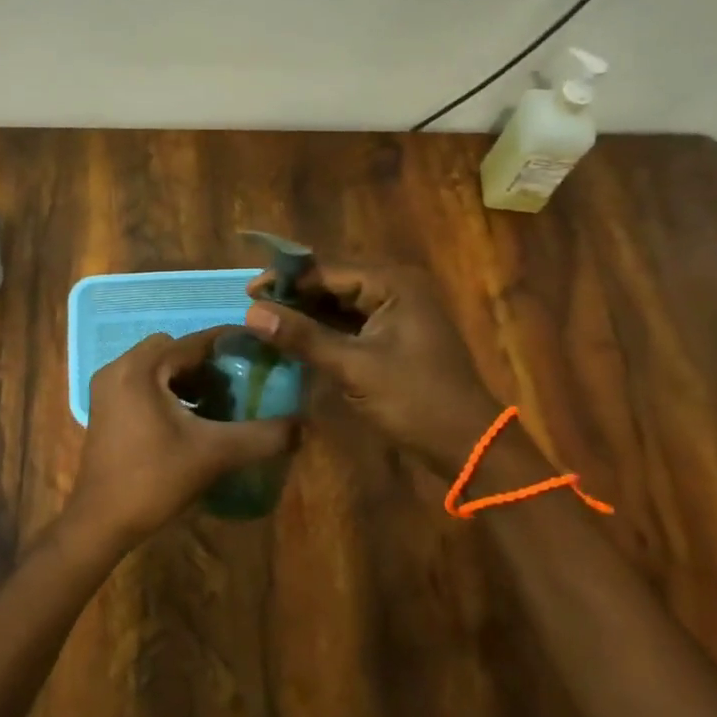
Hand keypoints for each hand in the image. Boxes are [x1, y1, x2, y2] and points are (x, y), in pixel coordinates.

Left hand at [66, 327, 298, 547]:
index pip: (193, 341)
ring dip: (187, 378)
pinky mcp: (105, 409)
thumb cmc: (154, 479)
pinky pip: (142, 384)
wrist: (101, 522)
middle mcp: (119, 368)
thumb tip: (303, 425)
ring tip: (219, 402)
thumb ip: (261, 436)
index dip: (230, 344)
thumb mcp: (215, 454)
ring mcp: (107, 389)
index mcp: (141, 368)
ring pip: (157, 368)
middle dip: (207, 363)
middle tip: (238, 382)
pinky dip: (168, 391)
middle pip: (173, 350)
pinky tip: (191, 419)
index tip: (261, 350)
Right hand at [245, 262, 499, 474]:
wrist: (468, 445)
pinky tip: (295, 339)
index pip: (328, 270)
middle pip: (333, 282)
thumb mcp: (354, 368)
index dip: (287, 280)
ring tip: (266, 323)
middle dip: (294, 295)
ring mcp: (397, 312)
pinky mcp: (394, 336)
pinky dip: (324, 330)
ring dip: (307, 313)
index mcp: (394, 283)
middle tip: (253, 308)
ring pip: (340, 304)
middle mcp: (397, 287)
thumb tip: (251, 313)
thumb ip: (303, 337)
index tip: (247, 293)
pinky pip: (351, 323)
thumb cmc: (415, 401)